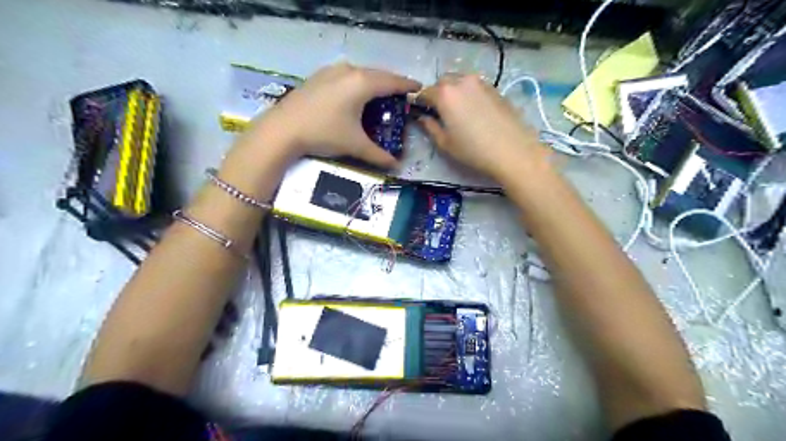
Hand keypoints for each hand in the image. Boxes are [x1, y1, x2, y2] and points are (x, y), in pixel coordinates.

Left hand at [239, 64, 423, 169]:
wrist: (282, 129)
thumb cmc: (324, 133)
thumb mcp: (354, 145)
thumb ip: (378, 155)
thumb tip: (396, 166)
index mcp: (362, 83)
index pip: (392, 81)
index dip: (407, 85)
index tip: (419, 88)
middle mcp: (348, 71)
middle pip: (377, 74)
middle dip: (391, 84)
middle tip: (401, 95)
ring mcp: (331, 71)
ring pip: (360, 73)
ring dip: (373, 82)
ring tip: (380, 95)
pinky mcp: (318, 77)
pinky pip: (346, 76)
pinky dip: (357, 83)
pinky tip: (354, 95)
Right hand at [416, 74, 547, 179]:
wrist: (513, 151)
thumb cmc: (473, 150)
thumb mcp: (445, 143)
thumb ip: (430, 127)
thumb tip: (422, 118)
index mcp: (445, 94)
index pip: (424, 92)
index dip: (418, 102)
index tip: (417, 111)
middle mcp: (462, 81)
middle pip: (442, 82)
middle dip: (436, 93)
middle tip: (437, 112)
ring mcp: (481, 82)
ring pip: (460, 81)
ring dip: (453, 91)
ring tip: (456, 111)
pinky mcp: (495, 88)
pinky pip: (474, 86)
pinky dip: (468, 93)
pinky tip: (473, 111)